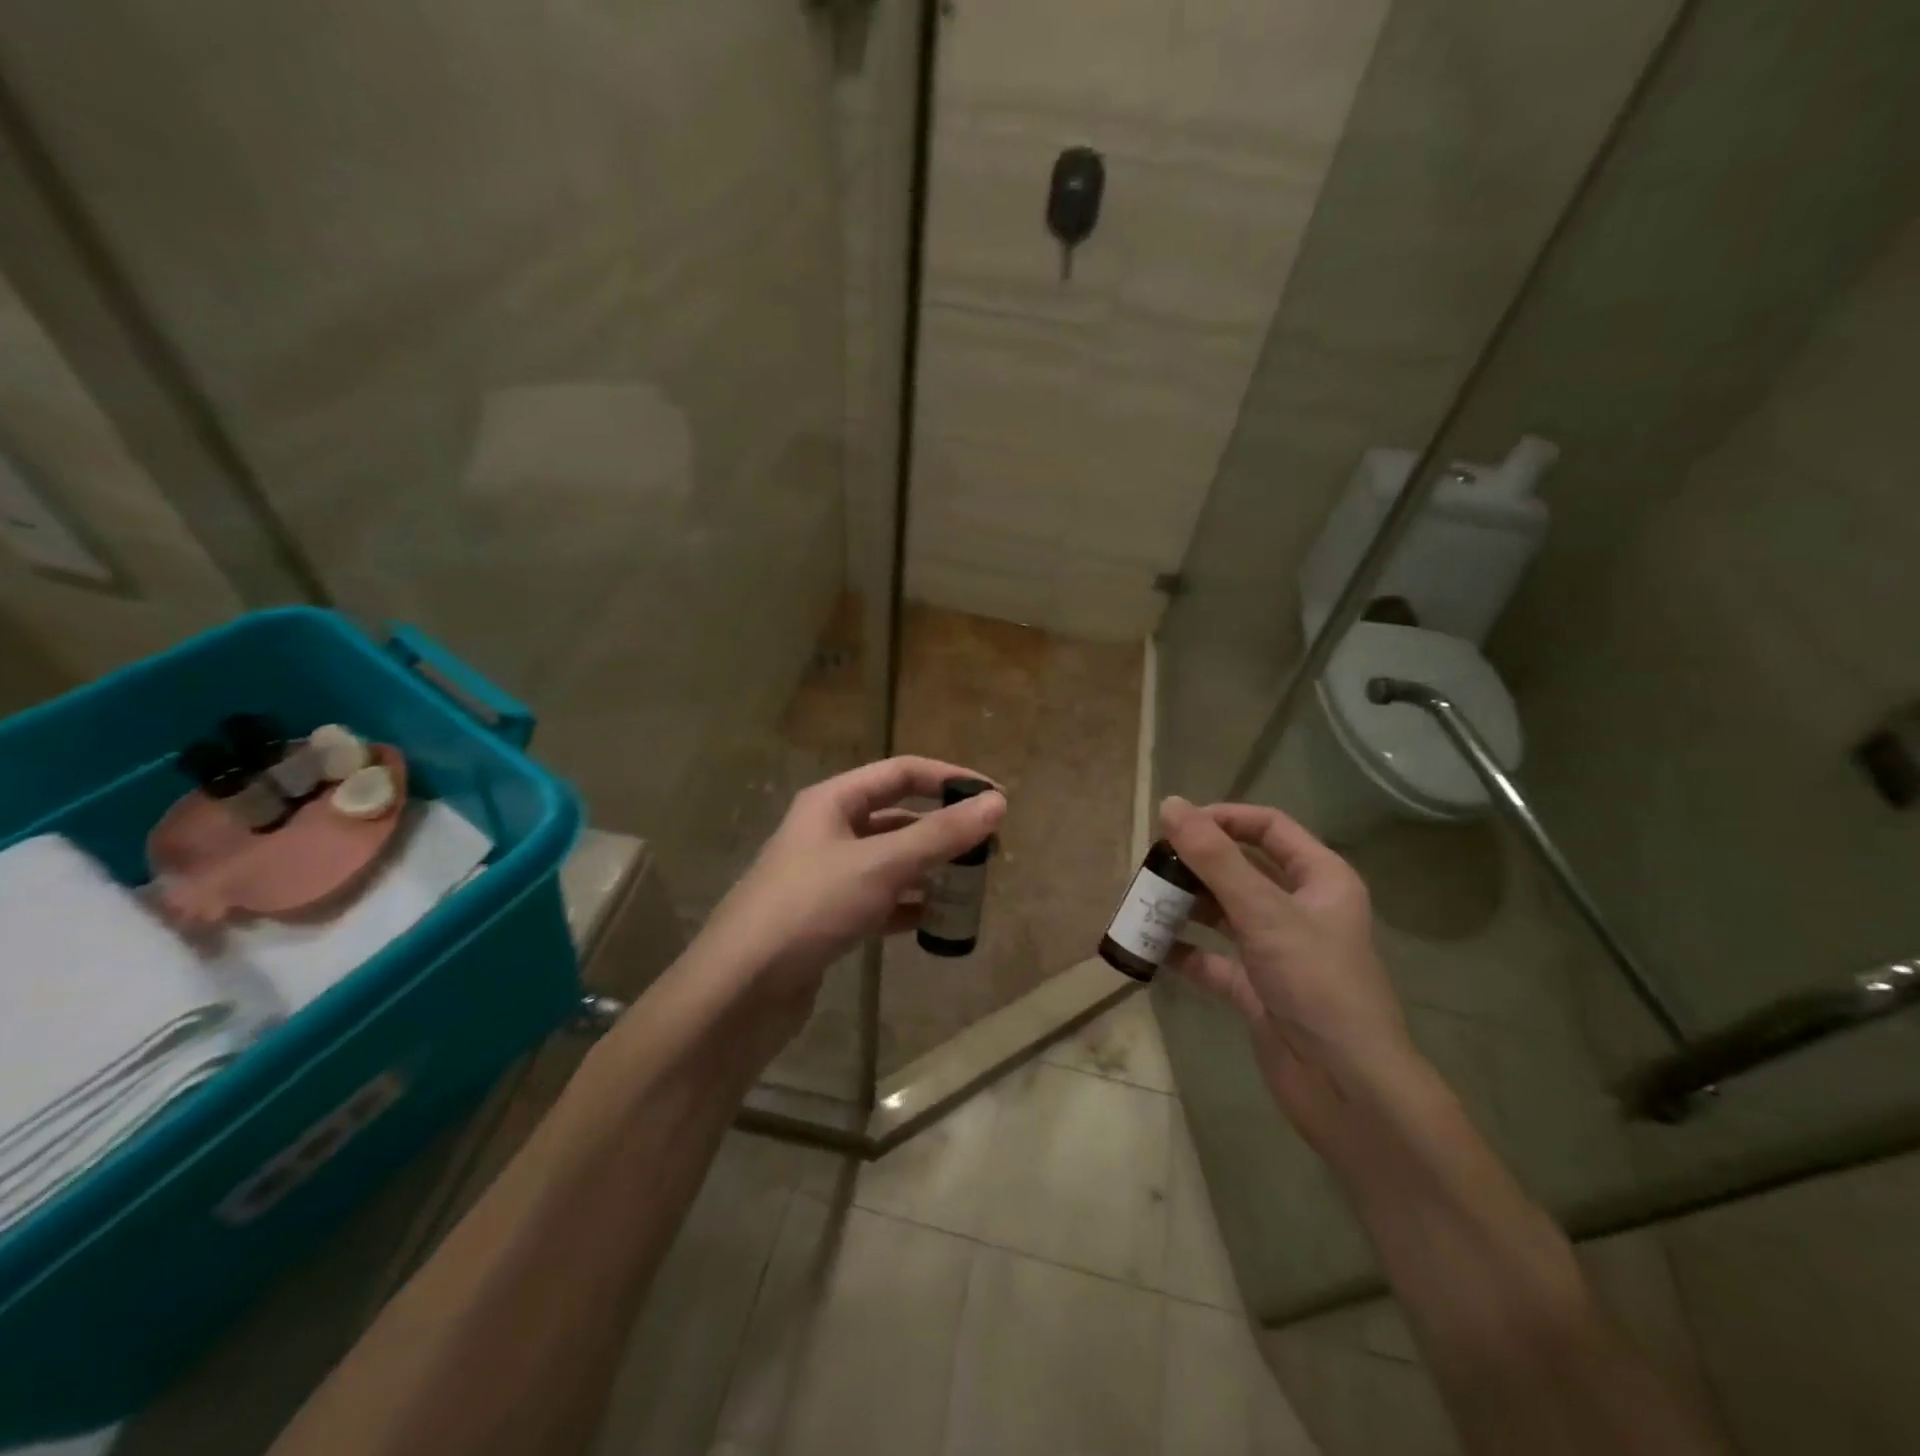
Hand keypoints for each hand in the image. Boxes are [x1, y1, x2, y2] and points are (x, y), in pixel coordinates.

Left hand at [686, 757, 1005, 1023]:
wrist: (742, 988)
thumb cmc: (811, 906)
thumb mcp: (881, 864)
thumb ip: (940, 835)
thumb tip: (998, 802)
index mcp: (833, 801)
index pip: (902, 773)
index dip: (950, 779)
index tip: (996, 797)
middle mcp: (829, 831)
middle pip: (898, 817)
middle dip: (944, 830)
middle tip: (990, 849)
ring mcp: (828, 876)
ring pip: (892, 861)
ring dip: (930, 869)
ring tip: (972, 886)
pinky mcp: (830, 917)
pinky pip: (881, 900)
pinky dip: (910, 906)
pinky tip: (938, 923)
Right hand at [1160, 797, 1415, 1142]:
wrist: (1347, 1088)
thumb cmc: (1316, 983)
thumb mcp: (1263, 912)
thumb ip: (1215, 858)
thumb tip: (1171, 804)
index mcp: (1320, 879)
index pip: (1269, 828)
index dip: (1224, 818)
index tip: (1176, 823)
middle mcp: (1300, 909)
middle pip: (1240, 869)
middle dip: (1195, 866)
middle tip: (1150, 866)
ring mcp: (1277, 951)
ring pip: (1223, 914)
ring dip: (1185, 907)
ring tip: (1142, 902)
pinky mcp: (1257, 989)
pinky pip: (1213, 960)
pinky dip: (1185, 953)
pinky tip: (1151, 950)